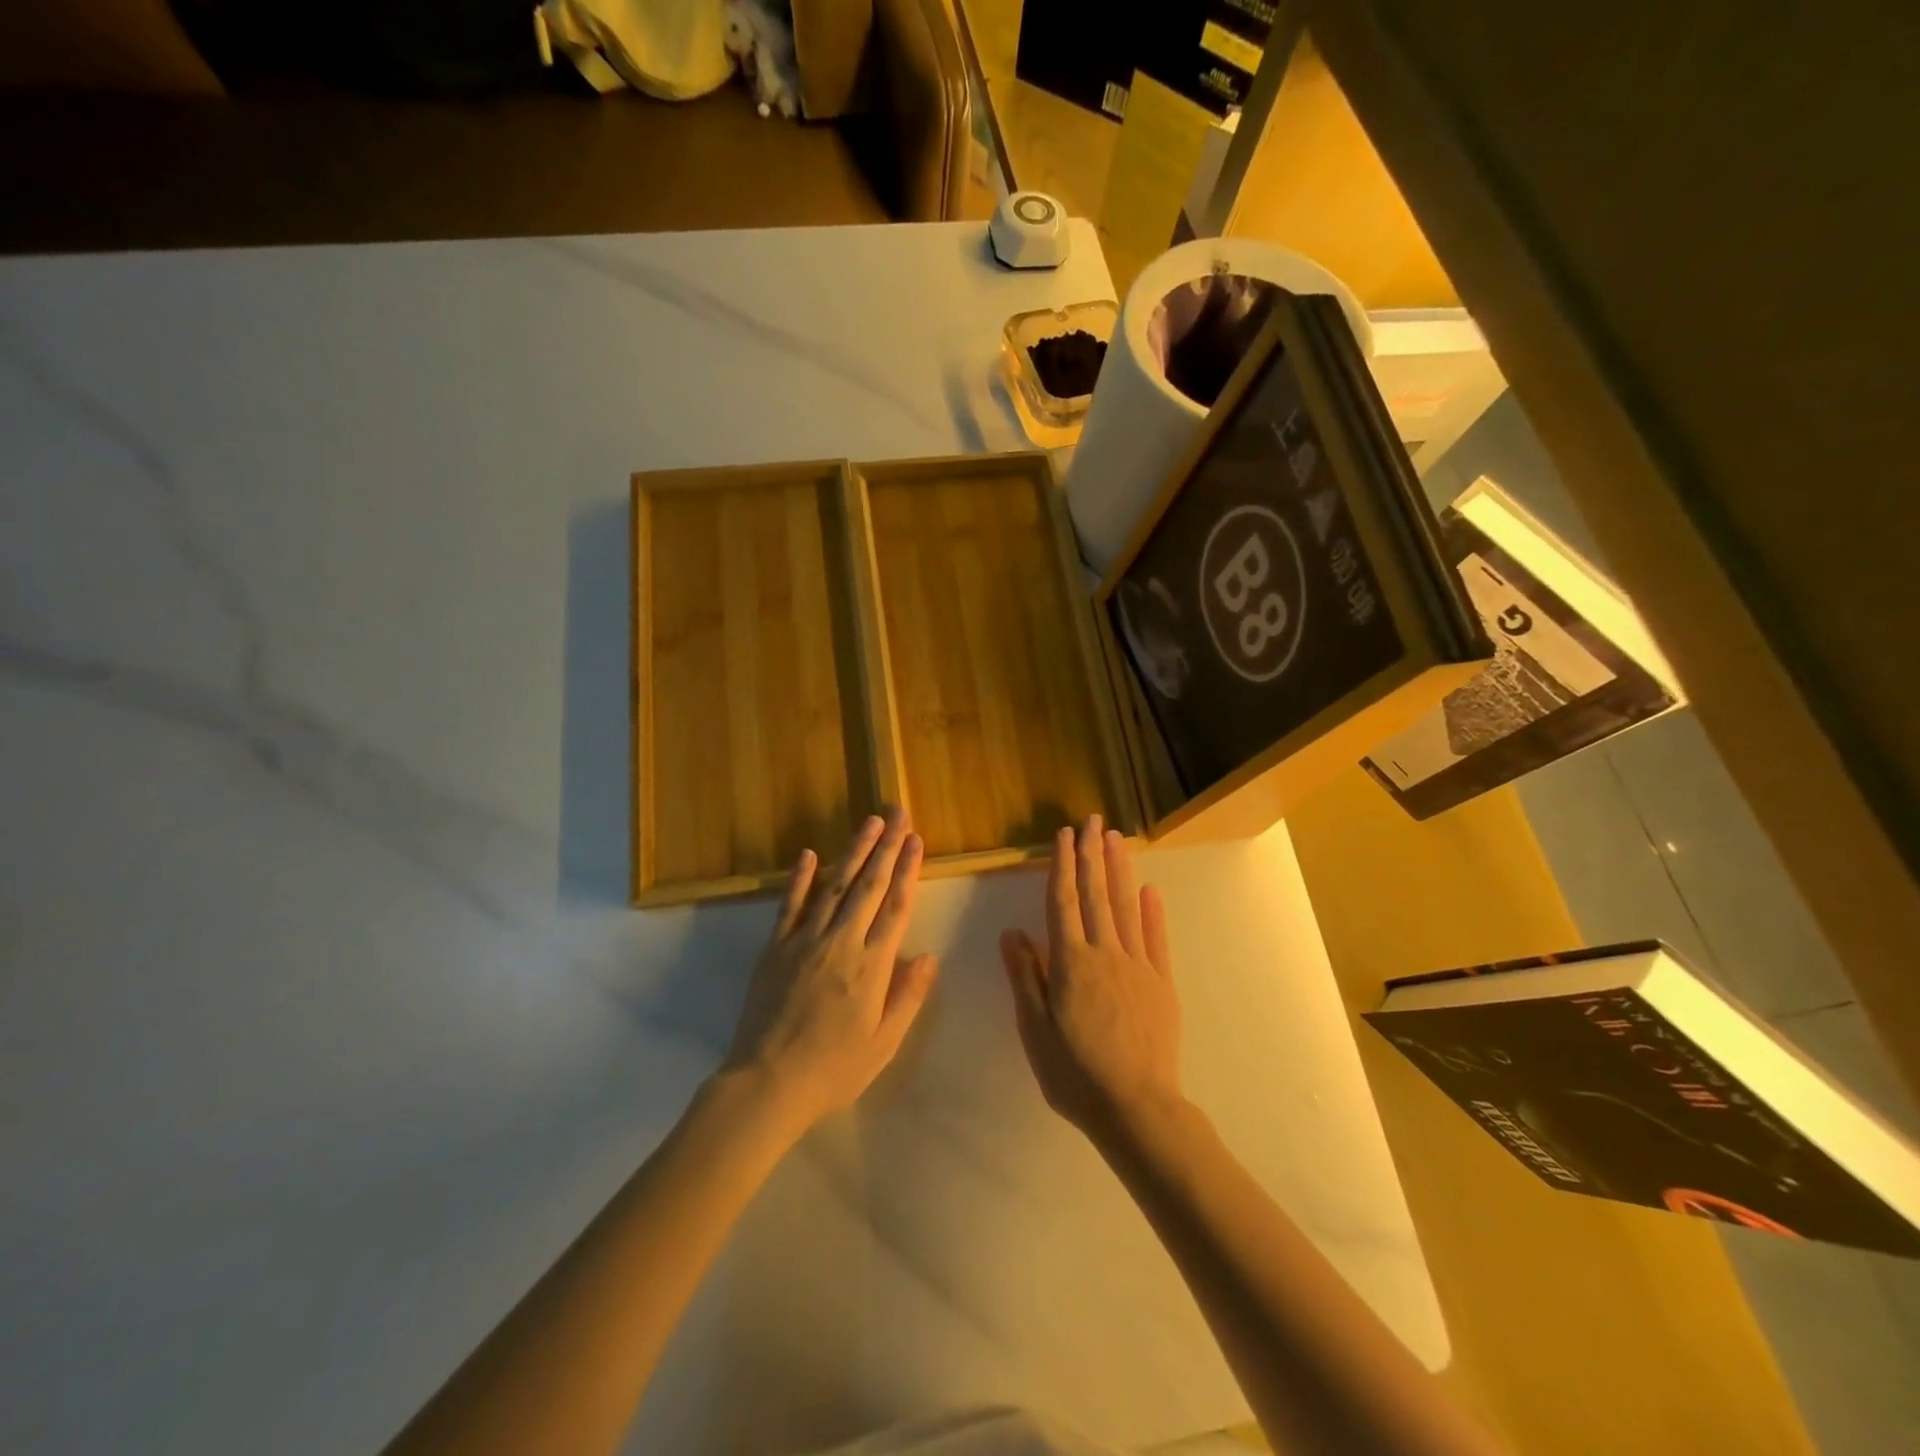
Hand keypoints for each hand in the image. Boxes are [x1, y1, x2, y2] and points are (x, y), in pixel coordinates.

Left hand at [722, 808, 938, 1134]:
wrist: (766, 1084)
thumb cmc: (833, 1069)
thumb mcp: (883, 1043)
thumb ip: (908, 996)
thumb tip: (929, 956)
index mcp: (872, 965)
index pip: (896, 907)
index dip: (908, 870)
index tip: (916, 840)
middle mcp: (841, 942)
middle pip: (869, 885)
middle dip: (886, 846)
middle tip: (898, 812)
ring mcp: (805, 940)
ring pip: (834, 885)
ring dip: (853, 850)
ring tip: (870, 822)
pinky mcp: (775, 947)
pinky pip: (790, 905)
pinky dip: (800, 877)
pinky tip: (810, 853)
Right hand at [1000, 815, 1182, 1146]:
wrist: (1136, 1108)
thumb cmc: (1075, 1073)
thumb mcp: (1035, 1029)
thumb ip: (1025, 976)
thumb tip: (1012, 932)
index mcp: (1071, 962)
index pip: (1063, 902)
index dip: (1062, 866)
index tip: (1064, 835)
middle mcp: (1105, 953)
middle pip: (1096, 895)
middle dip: (1092, 855)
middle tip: (1092, 821)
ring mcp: (1138, 966)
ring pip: (1125, 908)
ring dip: (1119, 871)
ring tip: (1115, 839)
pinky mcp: (1161, 983)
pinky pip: (1156, 939)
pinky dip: (1152, 912)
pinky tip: (1149, 890)